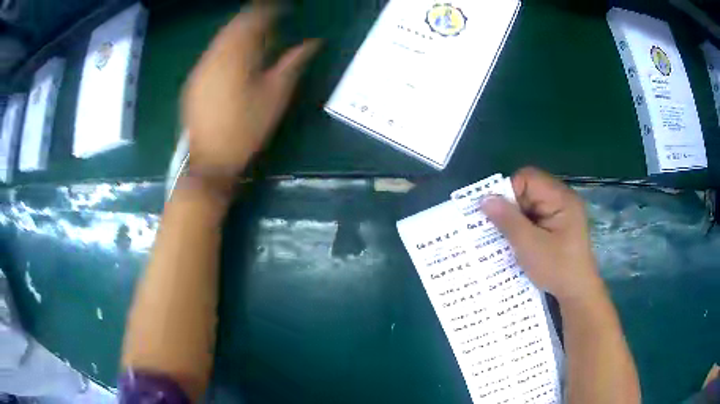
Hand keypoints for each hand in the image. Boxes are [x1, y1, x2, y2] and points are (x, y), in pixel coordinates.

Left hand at [182, 7, 320, 173]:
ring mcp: (199, 69)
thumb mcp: (276, 96)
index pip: (253, 20)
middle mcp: (213, 56)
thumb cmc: (247, 129)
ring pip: (220, 39)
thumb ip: (293, 63)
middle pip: (233, 26)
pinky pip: (210, 53)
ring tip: (255, 40)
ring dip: (238, 33)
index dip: (269, 10)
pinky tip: (234, 59)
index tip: (283, 9)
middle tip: (270, 23)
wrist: (211, 160)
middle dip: (252, 19)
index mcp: (236, 56)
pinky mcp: (192, 82)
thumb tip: (313, 42)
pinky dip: (225, 48)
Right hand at [481, 167, 603, 302]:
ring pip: (529, 205)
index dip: (509, 192)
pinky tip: (518, 243)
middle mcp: (562, 199)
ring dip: (516, 220)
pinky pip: (535, 217)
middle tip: (499, 230)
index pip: (528, 178)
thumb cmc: (557, 268)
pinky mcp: (558, 225)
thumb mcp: (529, 245)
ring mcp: (561, 213)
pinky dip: (524, 228)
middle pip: (528, 190)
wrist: (578, 293)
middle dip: (511, 208)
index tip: (498, 216)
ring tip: (507, 239)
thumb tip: (484, 198)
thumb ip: (508, 220)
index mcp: (560, 198)